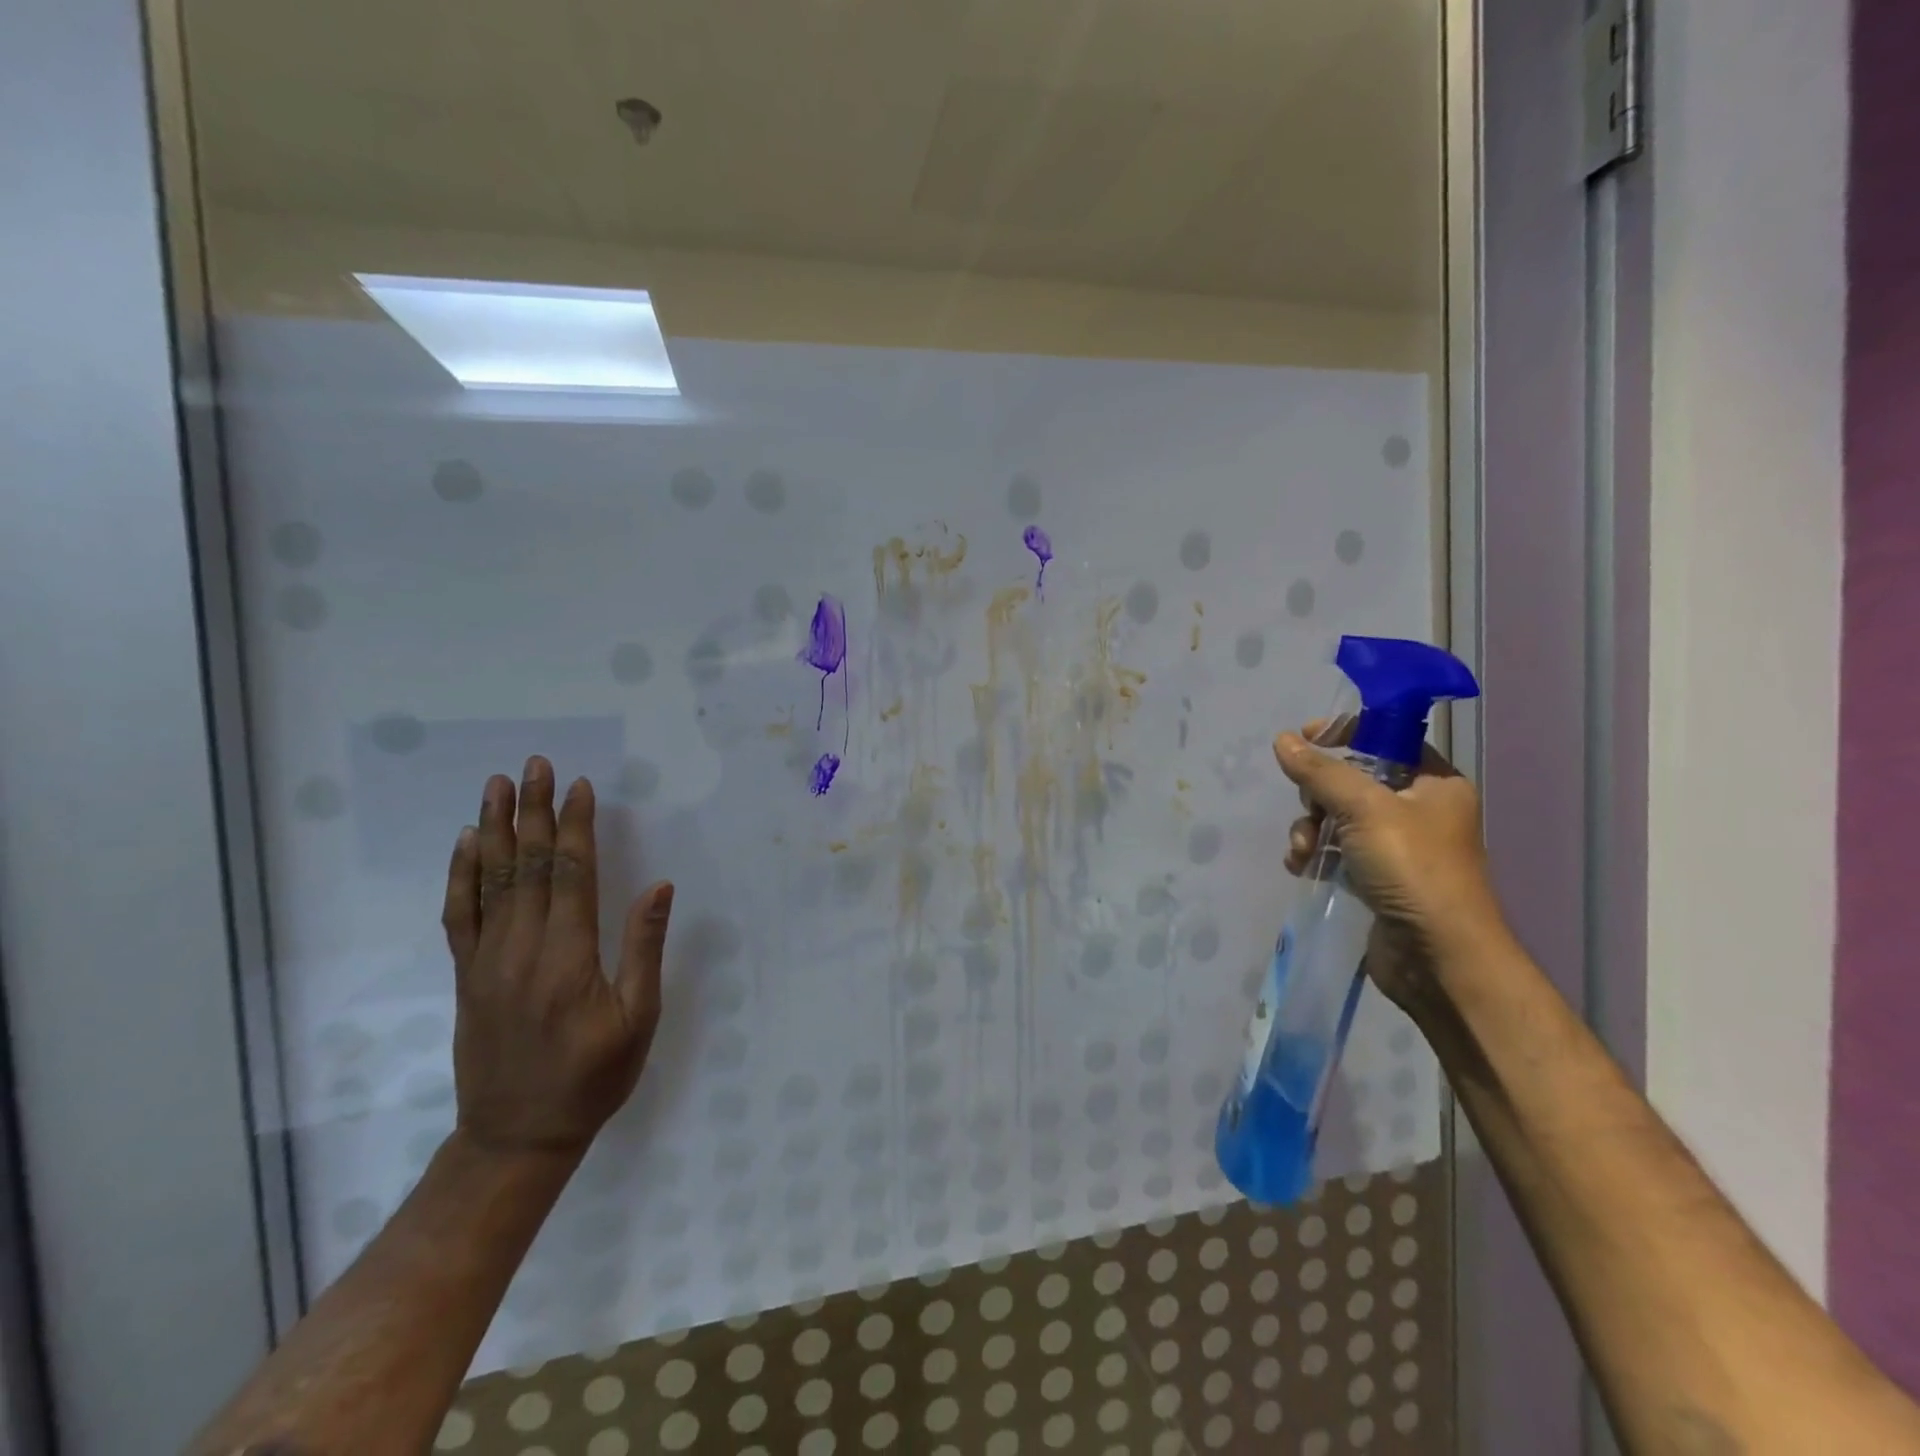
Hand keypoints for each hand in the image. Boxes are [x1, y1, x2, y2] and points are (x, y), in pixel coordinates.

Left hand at [442, 756, 674, 1159]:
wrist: (517, 1136)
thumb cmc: (593, 1078)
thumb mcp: (638, 1019)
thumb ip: (644, 948)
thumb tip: (659, 886)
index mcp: (568, 957)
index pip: (572, 874)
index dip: (577, 827)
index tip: (580, 786)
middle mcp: (522, 949)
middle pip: (529, 866)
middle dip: (535, 811)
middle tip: (536, 765)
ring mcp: (487, 961)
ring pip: (490, 882)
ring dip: (497, 829)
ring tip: (498, 786)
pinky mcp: (467, 976)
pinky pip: (459, 916)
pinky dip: (461, 875)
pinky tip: (468, 844)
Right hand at [1273, 723, 1505, 1007]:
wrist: (1438, 957)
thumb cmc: (1412, 869)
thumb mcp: (1364, 808)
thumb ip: (1321, 772)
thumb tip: (1283, 740)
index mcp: (1434, 783)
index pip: (1387, 738)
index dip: (1347, 732)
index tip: (1307, 737)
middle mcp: (1418, 810)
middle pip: (1352, 779)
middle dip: (1318, 794)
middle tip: (1311, 810)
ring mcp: (1396, 847)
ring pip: (1336, 817)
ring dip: (1310, 829)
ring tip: (1303, 851)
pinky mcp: (1375, 878)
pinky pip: (1334, 850)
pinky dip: (1314, 854)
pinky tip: (1302, 867)